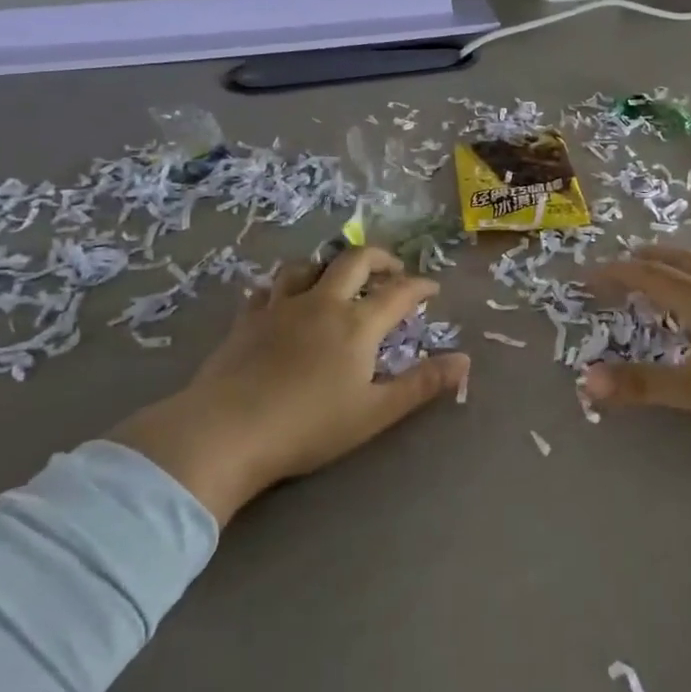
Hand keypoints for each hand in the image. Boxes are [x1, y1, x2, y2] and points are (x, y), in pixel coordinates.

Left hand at [110, 247, 468, 525]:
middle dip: (379, 259)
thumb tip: (466, 362)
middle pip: (354, 260)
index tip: (432, 288)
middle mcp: (322, 303)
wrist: (225, 432)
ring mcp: (280, 308)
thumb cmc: (308, 426)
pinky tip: (283, 300)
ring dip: (328, 265)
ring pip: (307, 265)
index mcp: (357, 324)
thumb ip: (421, 384)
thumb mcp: (375, 412)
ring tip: (337, 278)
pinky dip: (283, 288)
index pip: (399, 292)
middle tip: (392, 270)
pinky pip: (267, 290)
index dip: (420, 285)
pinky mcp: (246, 321)